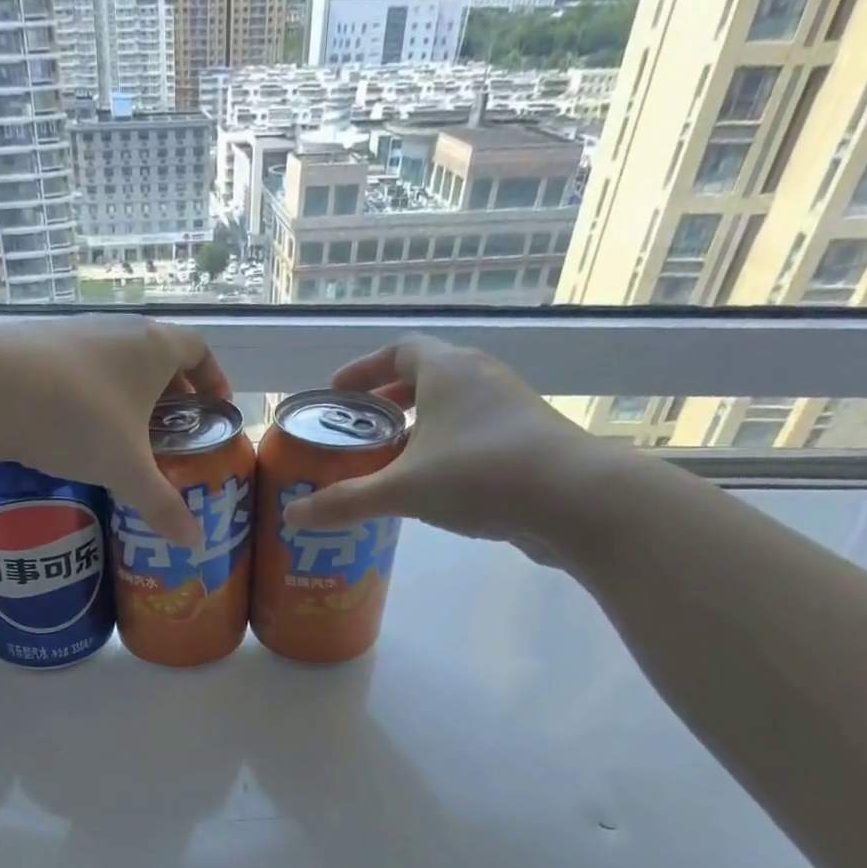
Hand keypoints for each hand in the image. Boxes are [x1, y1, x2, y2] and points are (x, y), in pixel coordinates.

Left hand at [0, 316, 227, 546]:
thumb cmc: (76, 420)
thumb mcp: (125, 470)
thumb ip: (162, 505)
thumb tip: (194, 543)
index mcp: (152, 347)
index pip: (198, 349)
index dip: (213, 379)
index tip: (215, 409)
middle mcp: (117, 330)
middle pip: (157, 355)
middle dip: (172, 393)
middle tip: (173, 433)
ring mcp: (73, 332)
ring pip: (116, 361)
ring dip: (129, 394)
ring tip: (127, 436)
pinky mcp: (35, 345)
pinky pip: (80, 368)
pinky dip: (92, 394)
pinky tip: (77, 428)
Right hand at [282, 335, 628, 564]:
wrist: (574, 500)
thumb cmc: (480, 475)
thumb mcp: (403, 490)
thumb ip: (346, 501)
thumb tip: (293, 516)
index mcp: (448, 370)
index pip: (398, 351)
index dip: (364, 369)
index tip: (337, 393)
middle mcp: (480, 377)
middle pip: (425, 376)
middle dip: (387, 400)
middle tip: (358, 429)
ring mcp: (508, 408)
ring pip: (452, 406)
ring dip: (418, 426)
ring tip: (389, 460)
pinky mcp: (526, 440)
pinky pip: (472, 432)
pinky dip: (444, 447)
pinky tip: (432, 485)